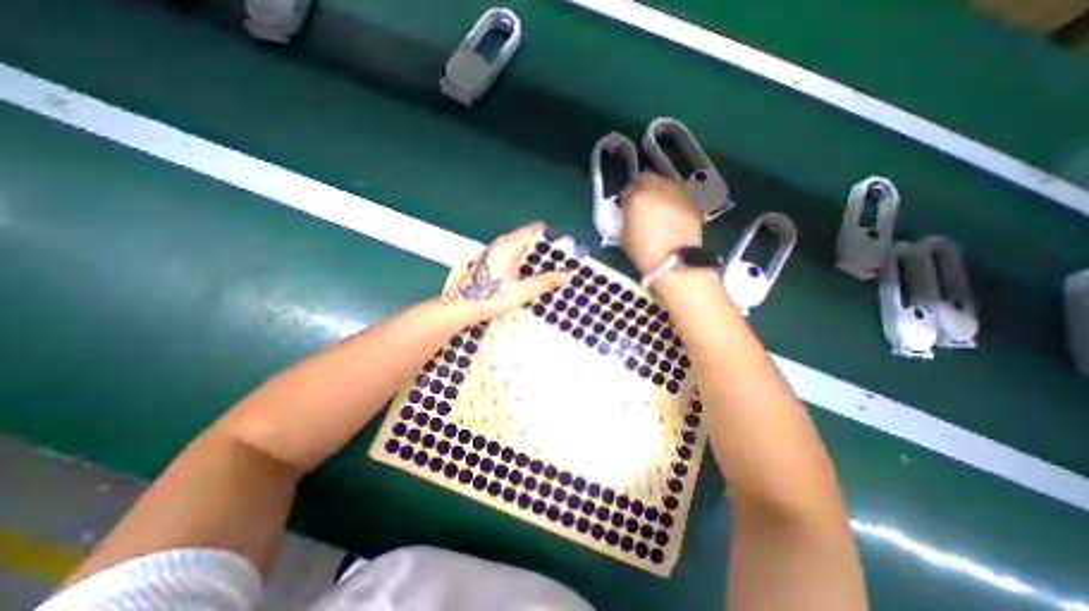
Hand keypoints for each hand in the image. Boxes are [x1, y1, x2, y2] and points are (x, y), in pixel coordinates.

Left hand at [440, 223, 571, 318]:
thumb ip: (544, 282)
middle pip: (530, 239)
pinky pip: (515, 256)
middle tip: (561, 265)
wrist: (459, 306)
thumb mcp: (521, 292)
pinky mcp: (493, 261)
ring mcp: (496, 252)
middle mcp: (502, 243)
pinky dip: (526, 264)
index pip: (536, 229)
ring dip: (536, 259)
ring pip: (522, 248)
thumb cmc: (489, 297)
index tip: (564, 250)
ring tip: (550, 273)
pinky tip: (531, 278)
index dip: (552, 237)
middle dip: (546, 251)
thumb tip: (567, 276)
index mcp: (509, 244)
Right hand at [616, 171, 701, 274]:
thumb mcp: (625, 234)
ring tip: (658, 205)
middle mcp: (659, 188)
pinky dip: (673, 197)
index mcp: (638, 197)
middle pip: (648, 178)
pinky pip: (678, 192)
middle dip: (643, 187)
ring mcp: (678, 192)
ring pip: (665, 182)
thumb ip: (628, 215)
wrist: (676, 262)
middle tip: (642, 202)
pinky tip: (671, 211)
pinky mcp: (692, 200)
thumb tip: (631, 208)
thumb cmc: (645, 252)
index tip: (627, 205)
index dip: (628, 196)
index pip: (629, 188)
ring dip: (659, 189)